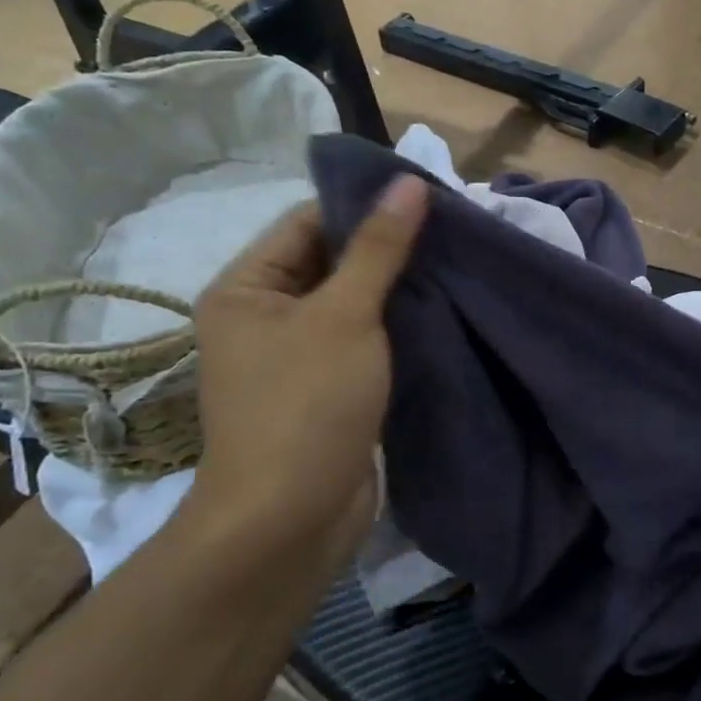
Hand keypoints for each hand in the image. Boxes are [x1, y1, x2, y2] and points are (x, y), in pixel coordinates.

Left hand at [179, 176, 428, 569]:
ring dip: (397, 292)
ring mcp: (297, 358)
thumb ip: (378, 249)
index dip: (363, 206)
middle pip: (331, 263)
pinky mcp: (328, 391)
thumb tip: (409, 181)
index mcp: (246, 288)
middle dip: (387, 251)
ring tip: (455, 267)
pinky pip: (364, 344)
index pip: (307, 222)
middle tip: (451, 233)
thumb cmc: (306, 405)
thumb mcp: (345, 316)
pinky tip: (441, 314)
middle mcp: (264, 317)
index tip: (426, 200)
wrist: (290, 519)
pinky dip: (397, 331)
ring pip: (353, 306)